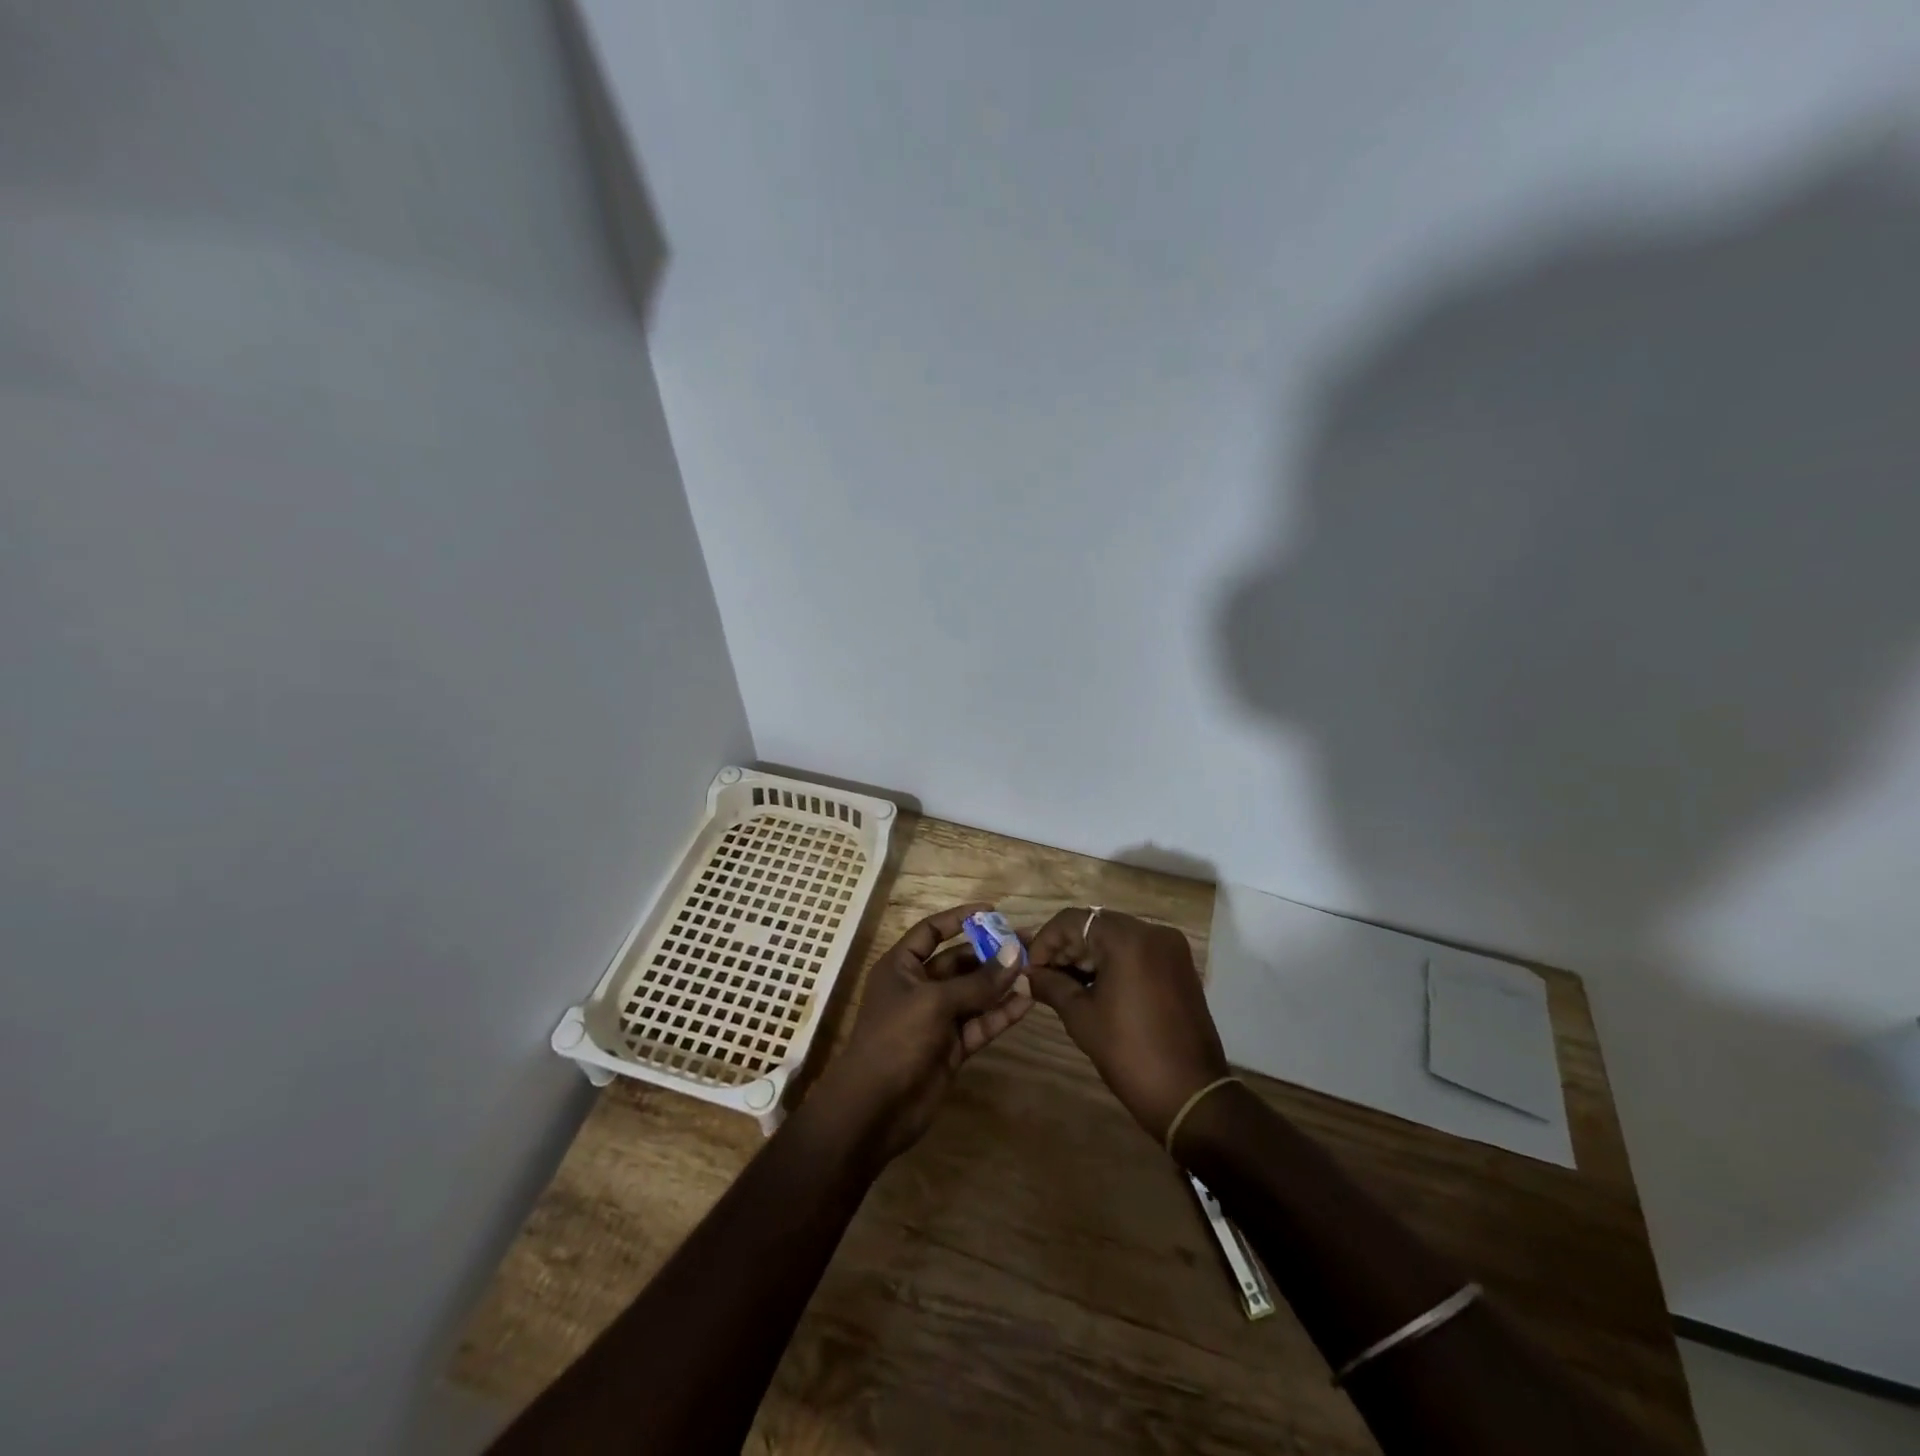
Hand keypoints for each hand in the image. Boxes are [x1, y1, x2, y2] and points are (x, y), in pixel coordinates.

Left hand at [812, 903, 1032, 1160]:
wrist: (876, 1108)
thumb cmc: (896, 1039)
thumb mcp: (935, 1002)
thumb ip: (978, 981)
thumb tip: (1014, 953)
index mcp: (901, 967)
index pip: (931, 932)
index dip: (959, 919)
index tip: (992, 911)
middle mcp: (919, 988)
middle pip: (958, 962)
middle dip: (990, 953)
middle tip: (1026, 943)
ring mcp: (936, 1019)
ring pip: (973, 994)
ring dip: (1000, 983)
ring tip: (1034, 968)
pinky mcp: (952, 1047)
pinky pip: (980, 1023)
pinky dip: (1001, 1013)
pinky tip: (1027, 1001)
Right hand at [1025, 907, 1227, 1143]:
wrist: (1190, 1096)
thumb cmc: (1129, 1053)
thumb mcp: (1081, 1017)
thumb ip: (1051, 986)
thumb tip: (1028, 976)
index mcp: (1127, 939)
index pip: (1073, 920)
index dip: (1045, 941)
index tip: (1031, 970)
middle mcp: (1152, 932)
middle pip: (1096, 925)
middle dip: (1067, 949)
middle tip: (1045, 978)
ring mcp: (1170, 948)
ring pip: (1116, 937)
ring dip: (1089, 955)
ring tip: (1066, 985)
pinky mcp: (1179, 967)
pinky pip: (1137, 951)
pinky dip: (1113, 962)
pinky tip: (1096, 988)